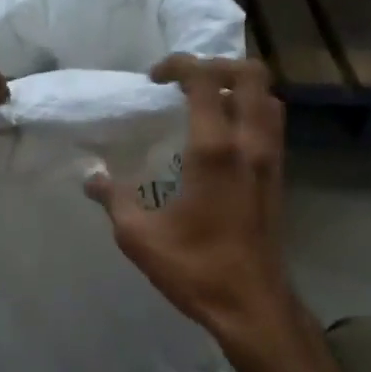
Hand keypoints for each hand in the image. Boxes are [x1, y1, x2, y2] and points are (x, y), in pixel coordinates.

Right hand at [86, 56, 299, 348]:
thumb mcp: (140, 238)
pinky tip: (224, 135)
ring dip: (240, 86)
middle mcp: (250, 144)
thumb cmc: (196, 269)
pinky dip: (252, 110)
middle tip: (185, 81)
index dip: (179, 65)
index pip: (205, 80)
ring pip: (269, 97)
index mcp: (215, 150)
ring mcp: (271, 160)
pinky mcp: (278, 177)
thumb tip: (92, 177)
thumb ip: (114, 200)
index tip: (154, 78)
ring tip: (207, 100)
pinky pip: (272, 124)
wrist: (253, 306)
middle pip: (251, 75)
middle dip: (217, 65)